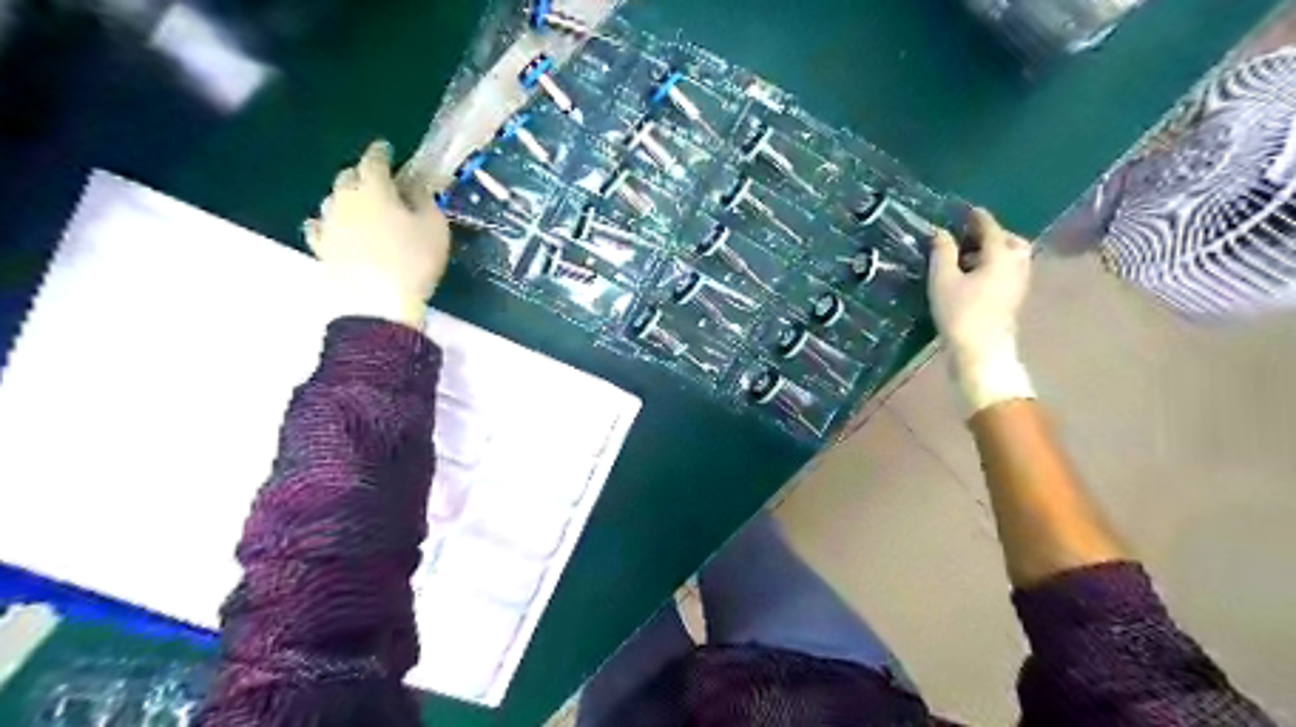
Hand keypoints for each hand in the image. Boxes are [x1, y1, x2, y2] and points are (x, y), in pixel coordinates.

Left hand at [304, 140, 452, 331]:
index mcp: (373, 189)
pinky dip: (330, 223)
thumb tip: (416, 186)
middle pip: (348, 176)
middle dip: (363, 174)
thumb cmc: (413, 261)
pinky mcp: (321, 248)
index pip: (373, 160)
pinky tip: (336, 228)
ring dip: (346, 197)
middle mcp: (344, 199)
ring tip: (362, 207)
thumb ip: (426, 201)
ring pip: (332, 199)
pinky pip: (320, 227)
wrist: (379, 304)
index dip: (381, 152)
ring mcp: (328, 224)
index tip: (387, 149)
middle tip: (380, 182)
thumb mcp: (435, 228)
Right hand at [928, 208, 1040, 417]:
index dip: (977, 217)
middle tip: (969, 237)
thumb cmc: (960, 314)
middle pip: (1011, 241)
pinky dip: (996, 267)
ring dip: (995, 252)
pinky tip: (975, 277)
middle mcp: (1016, 265)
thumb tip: (940, 232)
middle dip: (993, 235)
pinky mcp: (1014, 300)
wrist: (981, 353)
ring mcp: (1019, 284)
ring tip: (969, 258)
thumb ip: (942, 252)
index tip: (966, 210)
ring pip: (1012, 258)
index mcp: (1001, 255)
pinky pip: (1009, 272)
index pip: (990, 227)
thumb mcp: (942, 280)